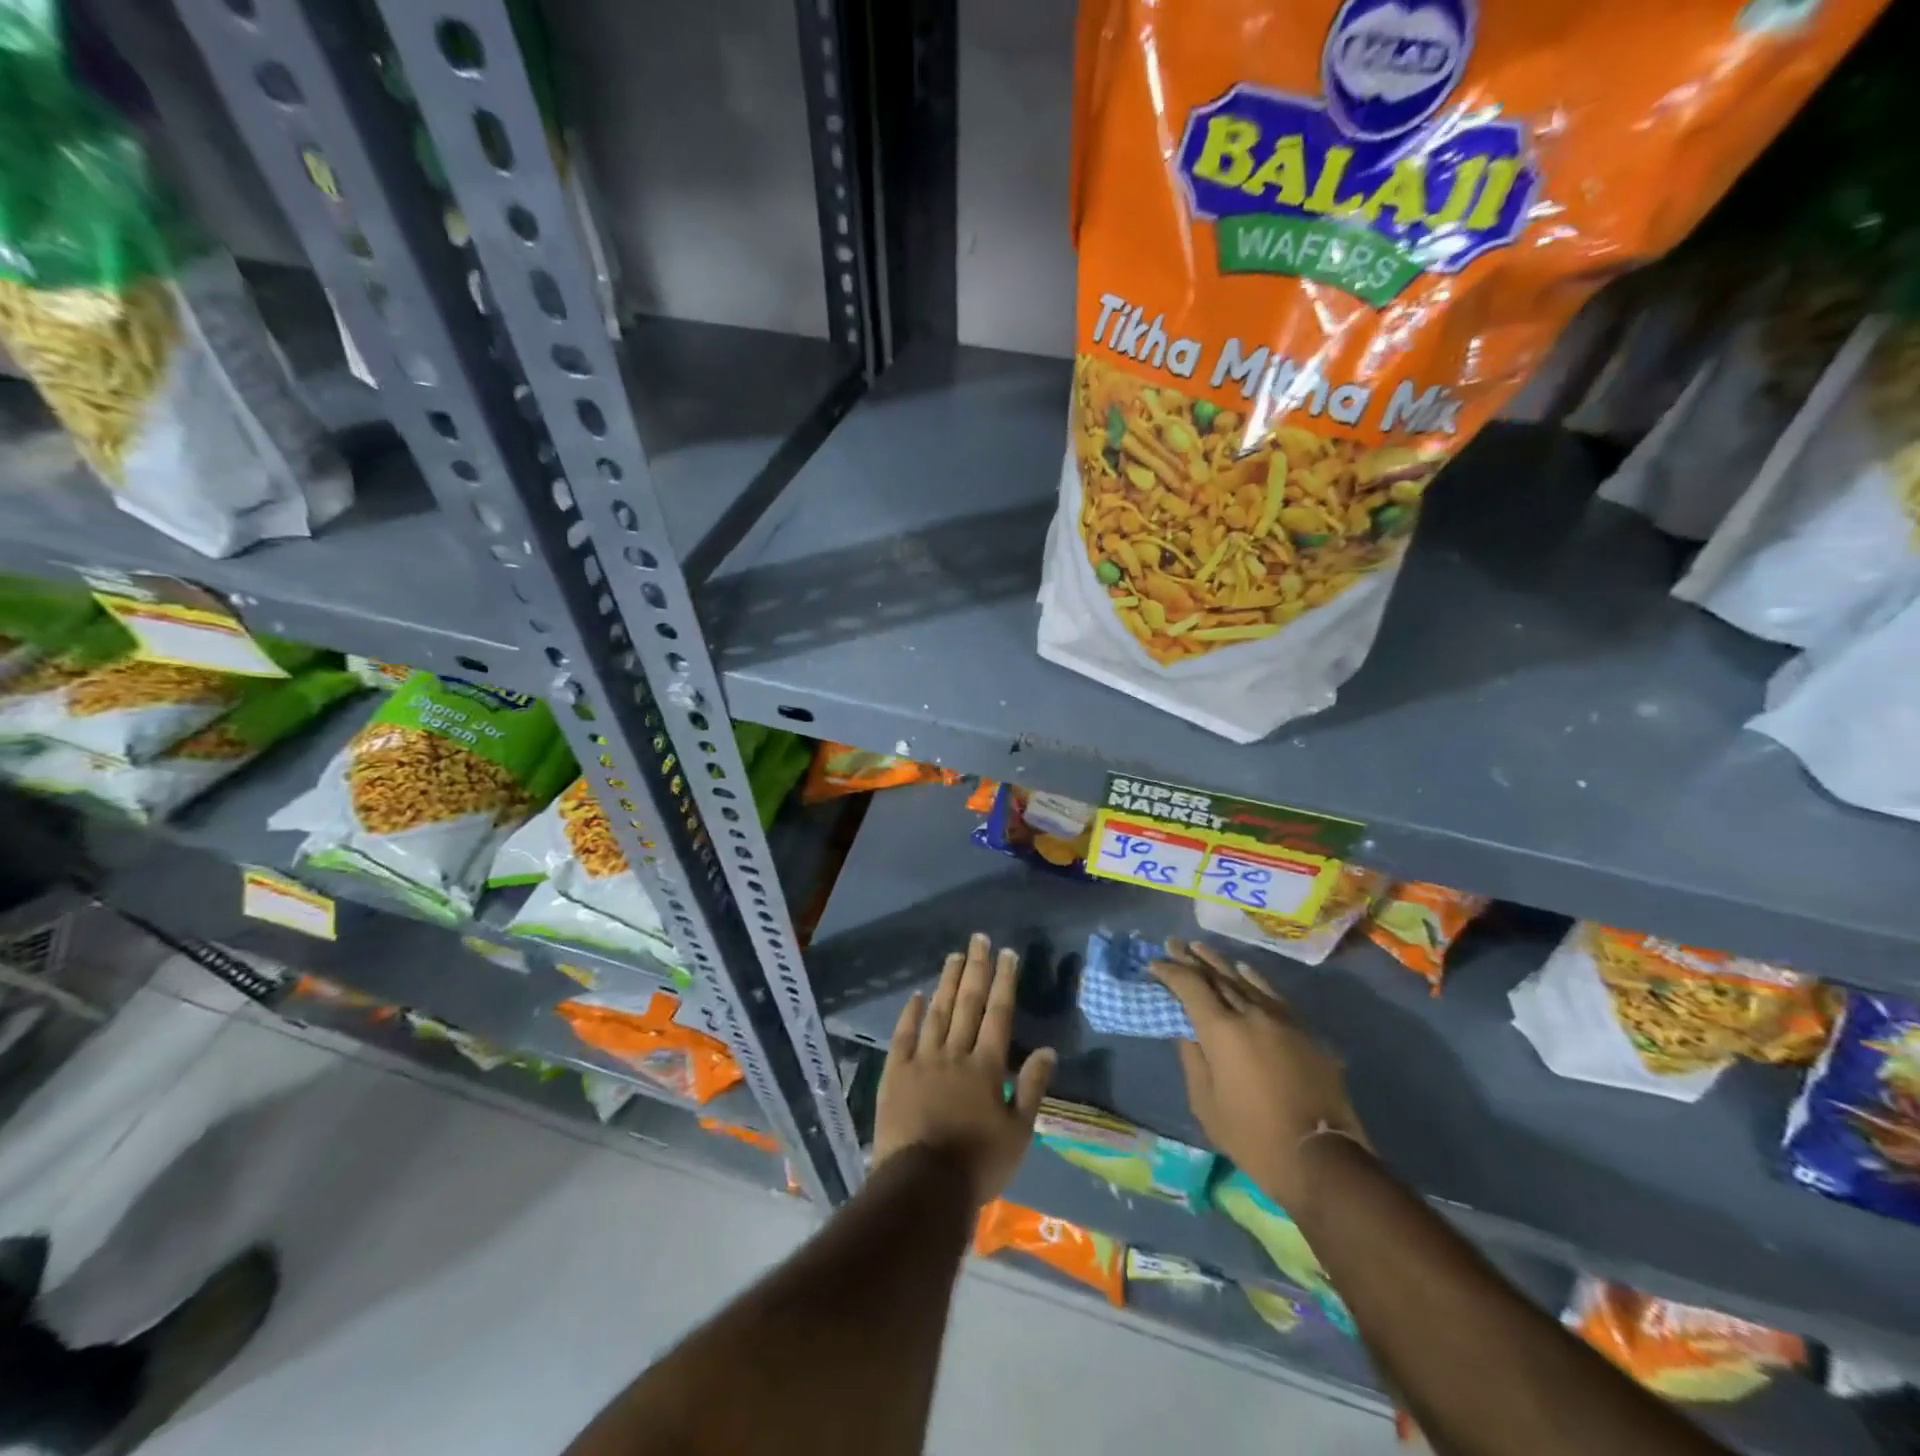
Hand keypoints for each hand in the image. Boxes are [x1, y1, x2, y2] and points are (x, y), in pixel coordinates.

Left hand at [873, 933, 1057, 1206]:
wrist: (922, 1187)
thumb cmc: (977, 1163)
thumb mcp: (1018, 1133)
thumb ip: (1032, 1088)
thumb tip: (1049, 1050)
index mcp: (986, 1067)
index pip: (998, 1014)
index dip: (1004, 981)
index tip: (1007, 953)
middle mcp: (955, 1054)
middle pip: (968, 1003)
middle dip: (976, 969)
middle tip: (979, 939)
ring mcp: (922, 1060)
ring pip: (937, 1012)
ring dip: (947, 982)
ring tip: (954, 956)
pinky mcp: (895, 1074)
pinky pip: (903, 1036)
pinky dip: (911, 1013)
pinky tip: (917, 995)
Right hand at [1151, 939, 1366, 1212]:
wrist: (1321, 1158)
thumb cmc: (1252, 1136)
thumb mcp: (1206, 1103)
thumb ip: (1192, 1059)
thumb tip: (1186, 1031)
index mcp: (1221, 1030)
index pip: (1190, 987)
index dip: (1170, 972)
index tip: (1153, 964)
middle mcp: (1250, 1014)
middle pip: (1216, 977)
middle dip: (1191, 960)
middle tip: (1173, 943)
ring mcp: (1281, 1020)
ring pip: (1244, 981)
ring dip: (1219, 964)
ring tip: (1200, 948)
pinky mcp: (1303, 1032)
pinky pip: (1273, 995)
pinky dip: (1254, 979)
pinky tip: (1244, 969)